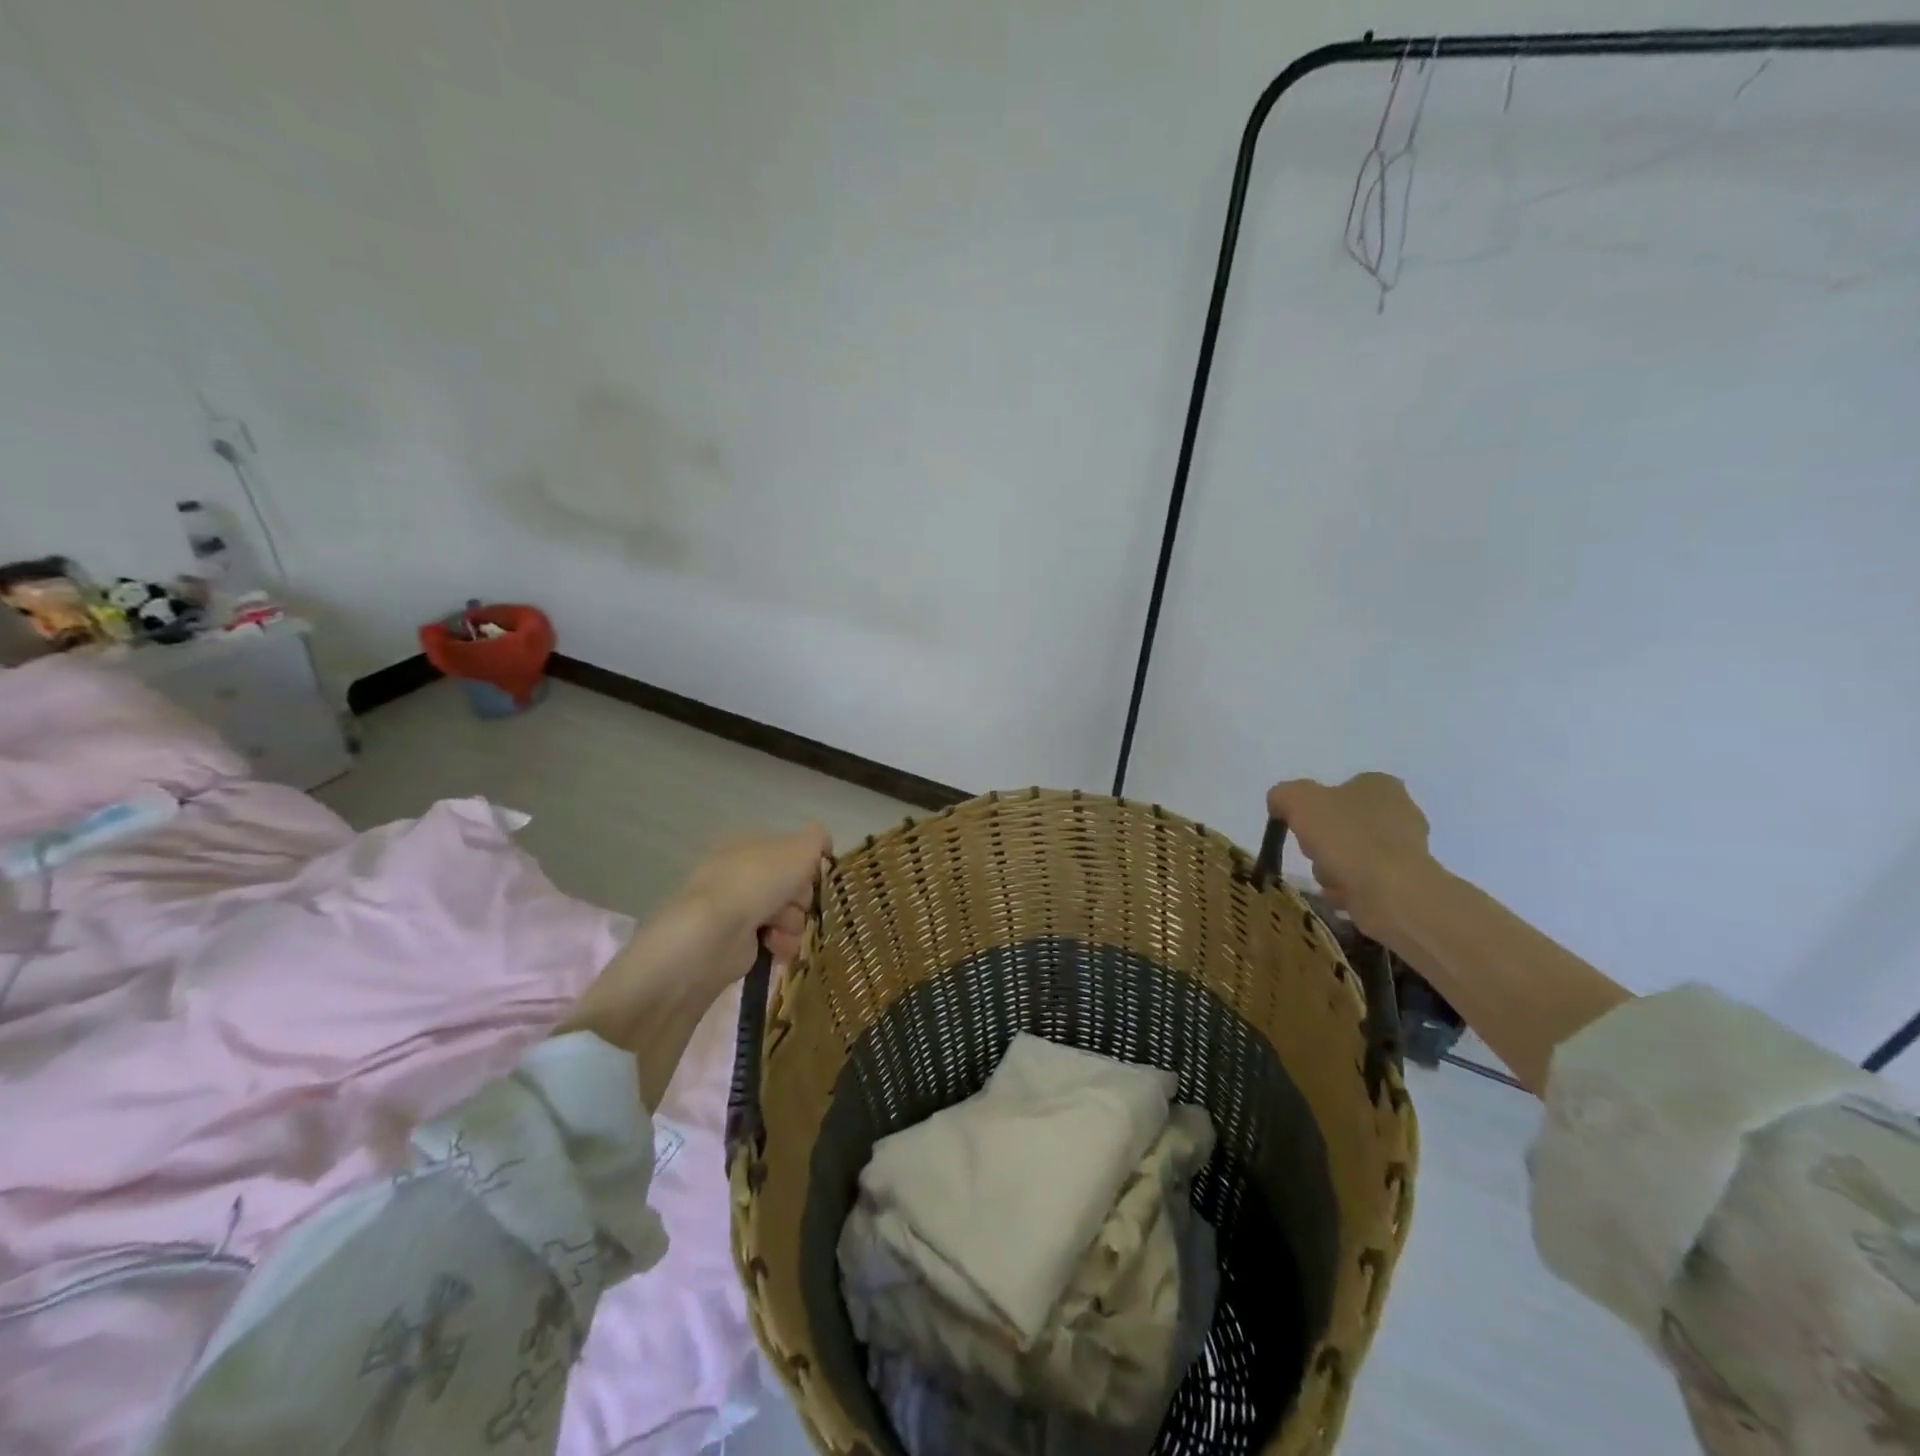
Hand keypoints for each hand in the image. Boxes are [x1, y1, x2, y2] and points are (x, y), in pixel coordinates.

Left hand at [678, 824, 832, 981]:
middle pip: (791, 886)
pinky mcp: (736, 942)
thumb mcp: (799, 848)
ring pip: (786, 915)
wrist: (716, 931)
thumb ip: (817, 840)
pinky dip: (781, 944)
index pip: (790, 853)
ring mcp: (737, 909)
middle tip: (798, 904)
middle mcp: (741, 874)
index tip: (815, 878)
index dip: (807, 865)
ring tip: (783, 930)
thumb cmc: (759, 881)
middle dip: (801, 898)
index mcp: (749, 845)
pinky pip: (773, 941)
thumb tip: (824, 842)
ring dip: (794, 924)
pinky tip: (776, 946)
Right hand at [1266, 773, 1434, 943]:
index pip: (1340, 789)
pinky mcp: (1407, 882)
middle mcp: (1401, 812)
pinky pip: (1364, 882)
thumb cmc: (1345, 836)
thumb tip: (1280, 804)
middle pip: (1342, 825)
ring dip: (1332, 869)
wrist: (1390, 892)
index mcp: (1380, 785)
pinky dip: (1348, 890)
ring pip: (1350, 855)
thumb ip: (1283, 795)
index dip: (1315, 808)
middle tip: (1314, 853)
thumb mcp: (1297, 800)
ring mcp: (1408, 849)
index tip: (1304, 825)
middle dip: (1323, 843)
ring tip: (1330, 879)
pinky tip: (1344, 895)